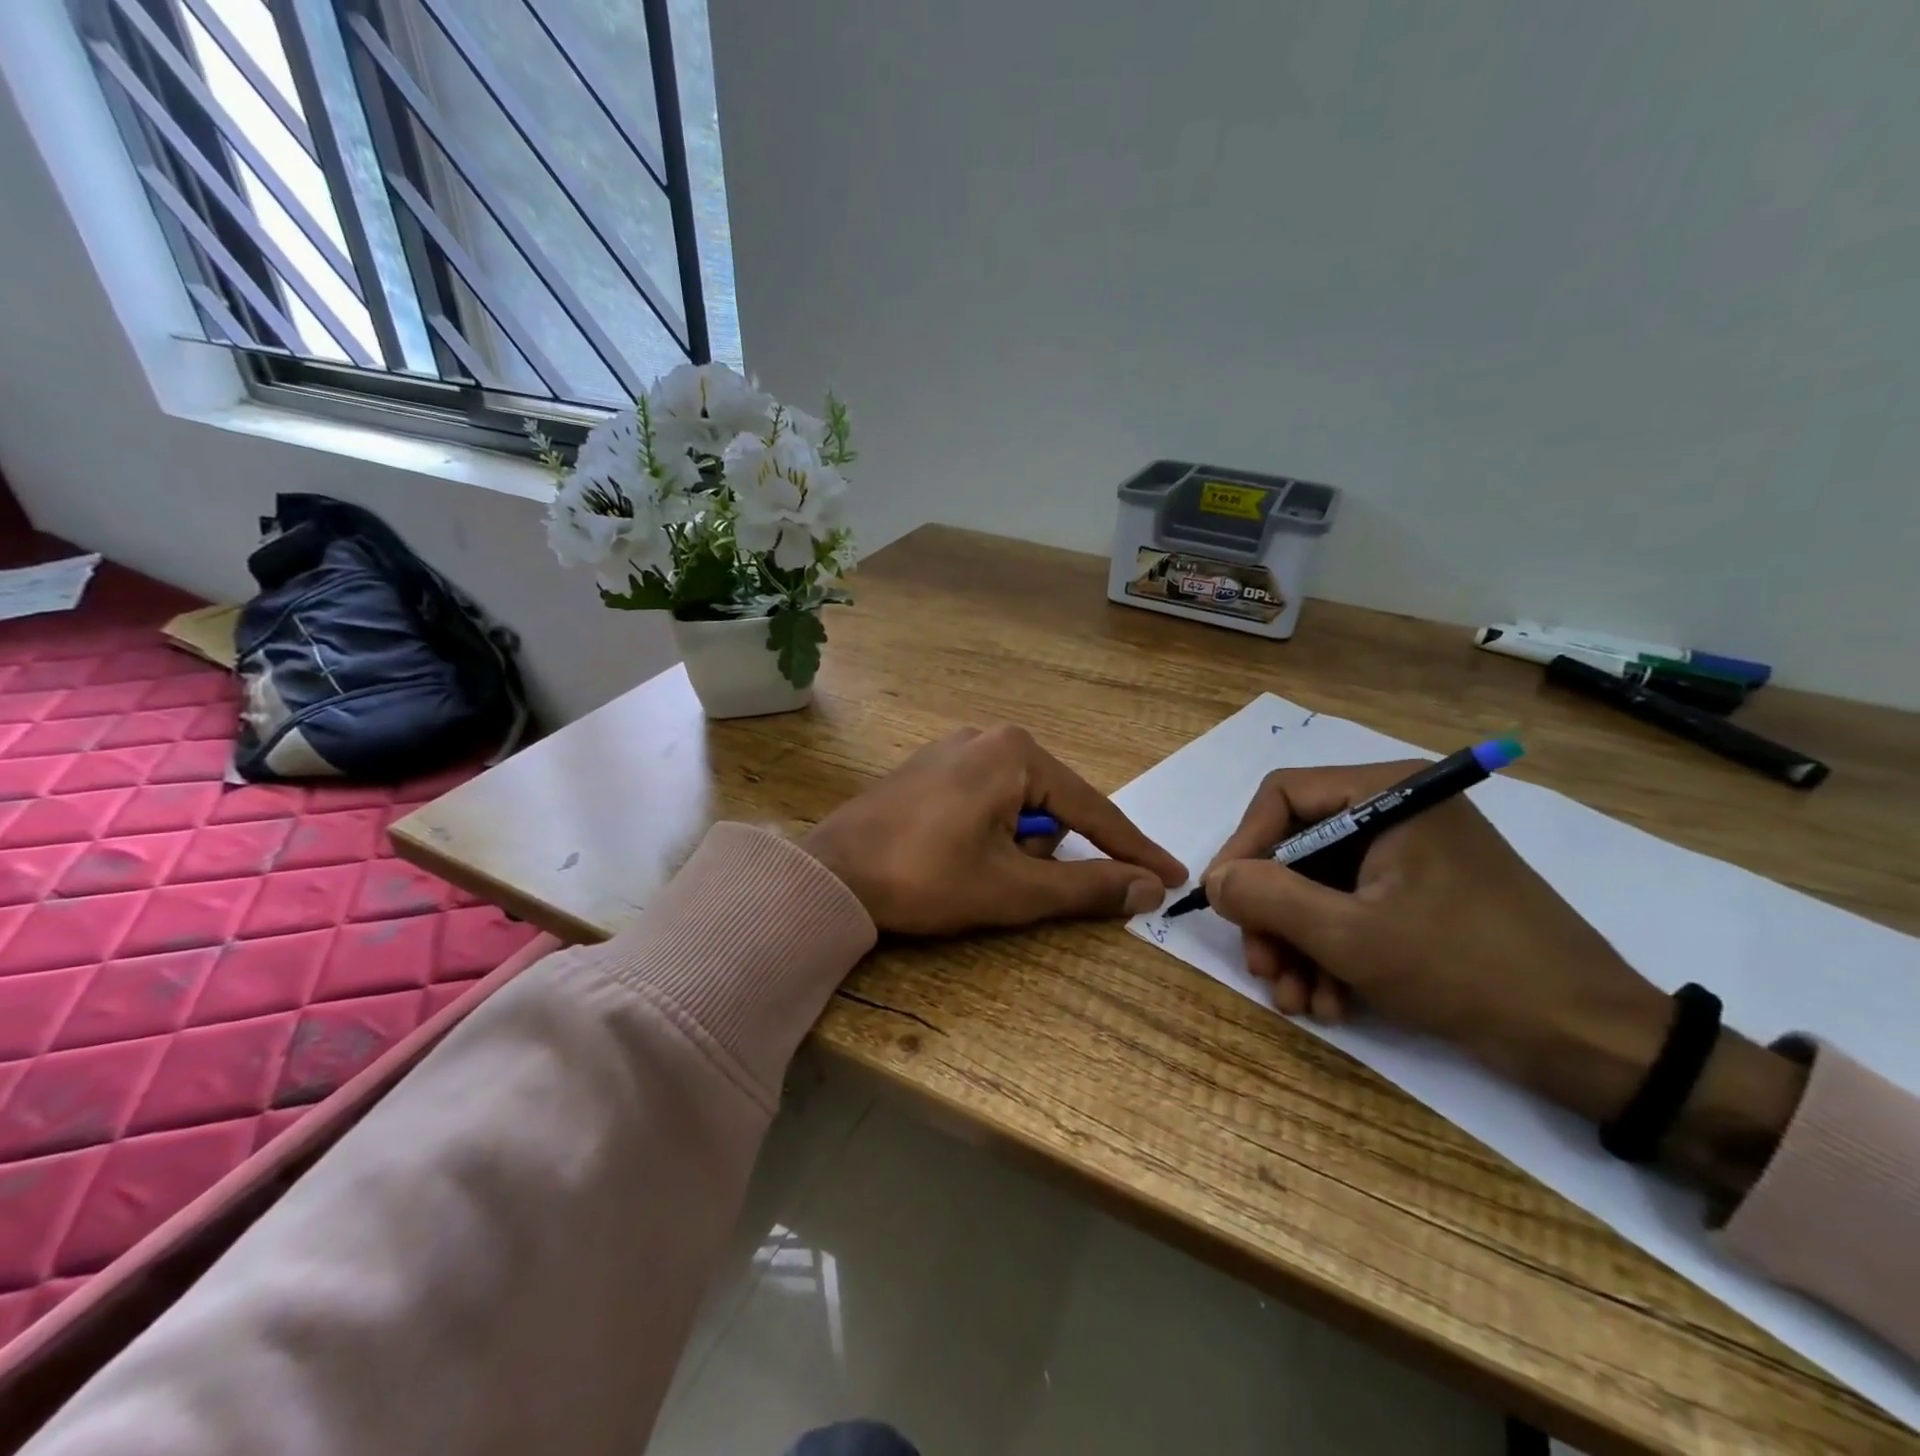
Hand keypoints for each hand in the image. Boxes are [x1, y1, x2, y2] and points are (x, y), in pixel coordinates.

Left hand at [802, 725, 1186, 936]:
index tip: (1172, 876)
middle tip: (1010, 884)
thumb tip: (1149, 888)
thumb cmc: (926, 878)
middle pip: (1052, 805)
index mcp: (1016, 753)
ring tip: (974, 873)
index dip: (1132, 849)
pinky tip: (958, 856)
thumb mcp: (1013, 889)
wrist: (830, 873)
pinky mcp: (930, 767)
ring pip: (1018, 805)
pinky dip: (991, 832)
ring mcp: (955, 748)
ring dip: (1016, 846)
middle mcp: (989, 736)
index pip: (1093, 809)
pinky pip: (985, 799)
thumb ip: (1086, 887)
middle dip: (1047, 852)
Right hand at [1202, 762, 1674, 1121]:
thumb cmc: (1468, 970)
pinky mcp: (1422, 897)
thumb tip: (1213, 880)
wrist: (1593, 1043)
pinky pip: (1353, 911)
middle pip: (1298, 849)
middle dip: (1273, 914)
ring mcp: (1411, 857)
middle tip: (1263, 969)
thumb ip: (1268, 898)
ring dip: (1298, 945)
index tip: (1222, 903)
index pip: (1282, 797)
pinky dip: (1332, 955)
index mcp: (1388, 794)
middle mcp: (1397, 813)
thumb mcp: (1351, 936)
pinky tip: (1331, 1003)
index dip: (1243, 848)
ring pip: (1320, 887)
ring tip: (1298, 1001)